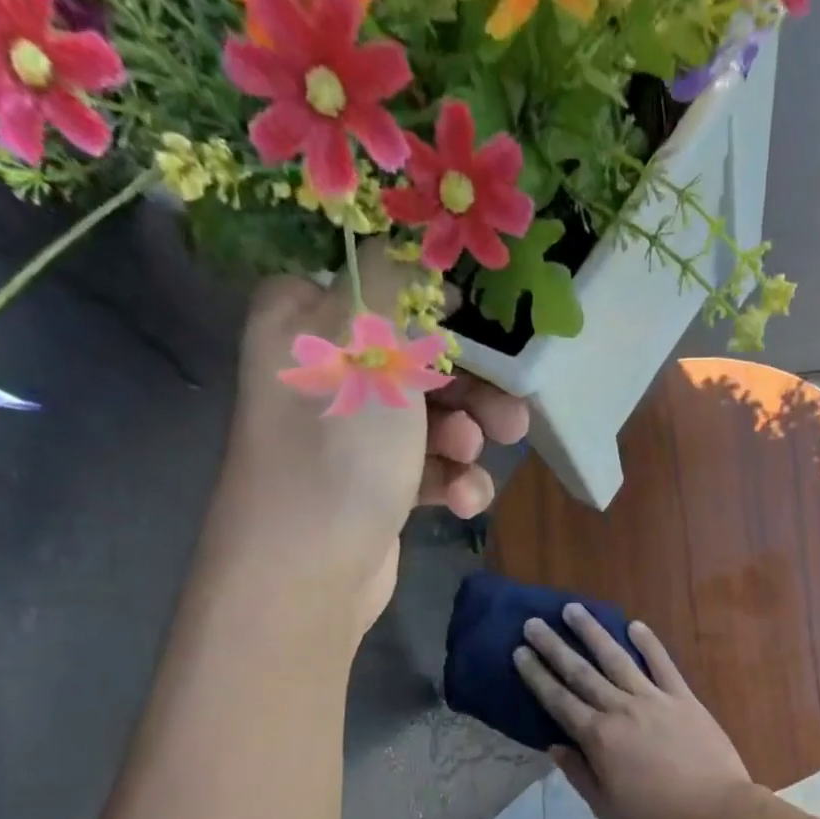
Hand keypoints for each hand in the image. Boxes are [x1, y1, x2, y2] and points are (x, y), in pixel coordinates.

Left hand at [221, 246, 528, 630]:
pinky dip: (453, 481)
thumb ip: (398, 283)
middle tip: (510, 414)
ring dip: (466, 439)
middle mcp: (328, 371)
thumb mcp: (368, 340)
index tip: (490, 326)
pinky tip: (463, 501)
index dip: (440, 306)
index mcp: (308, 320)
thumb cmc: (338, 444)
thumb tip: (417, 250)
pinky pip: (429, 468)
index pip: (383, 289)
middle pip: (420, 360)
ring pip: (434, 419)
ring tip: (474, 458)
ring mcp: (353, 435)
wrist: (310, 568)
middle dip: (472, 390)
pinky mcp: (377, 485)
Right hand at [513, 604, 752, 818]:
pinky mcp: (683, 697)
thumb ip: (579, 773)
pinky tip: (635, 624)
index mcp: (598, 737)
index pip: (558, 700)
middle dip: (554, 646)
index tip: (519, 652)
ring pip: (617, 658)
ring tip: (574, 609)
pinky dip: (649, 643)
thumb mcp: (606, 807)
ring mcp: (654, 698)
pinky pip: (663, 664)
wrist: (715, 810)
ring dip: (593, 633)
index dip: (537, 675)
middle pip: (581, 672)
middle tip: (534, 622)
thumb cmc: (657, 817)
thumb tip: (555, 746)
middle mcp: (621, 709)